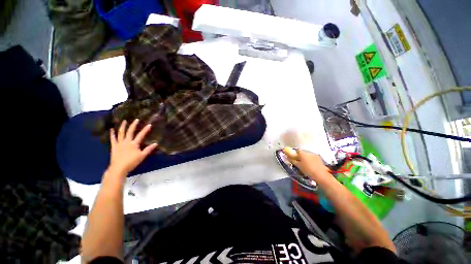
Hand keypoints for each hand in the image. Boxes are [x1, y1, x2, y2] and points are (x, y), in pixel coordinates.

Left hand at [108, 119, 157, 175]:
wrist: (118, 168)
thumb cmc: (131, 162)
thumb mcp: (142, 156)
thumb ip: (148, 149)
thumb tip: (156, 143)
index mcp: (134, 144)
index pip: (141, 135)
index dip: (145, 129)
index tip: (149, 124)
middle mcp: (127, 141)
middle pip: (130, 131)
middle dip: (133, 125)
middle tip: (136, 119)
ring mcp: (119, 143)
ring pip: (121, 133)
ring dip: (123, 126)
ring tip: (124, 121)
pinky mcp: (114, 146)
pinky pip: (113, 139)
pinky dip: (112, 134)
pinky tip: (112, 129)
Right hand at [282, 147, 329, 179]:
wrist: (321, 175)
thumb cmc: (307, 170)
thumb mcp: (298, 166)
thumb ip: (292, 160)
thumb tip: (286, 156)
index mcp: (302, 153)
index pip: (297, 150)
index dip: (295, 153)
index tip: (293, 157)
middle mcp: (308, 152)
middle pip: (303, 152)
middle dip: (300, 156)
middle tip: (299, 162)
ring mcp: (314, 155)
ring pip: (308, 155)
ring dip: (306, 158)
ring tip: (305, 164)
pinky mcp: (319, 159)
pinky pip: (313, 157)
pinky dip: (311, 160)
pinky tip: (311, 165)